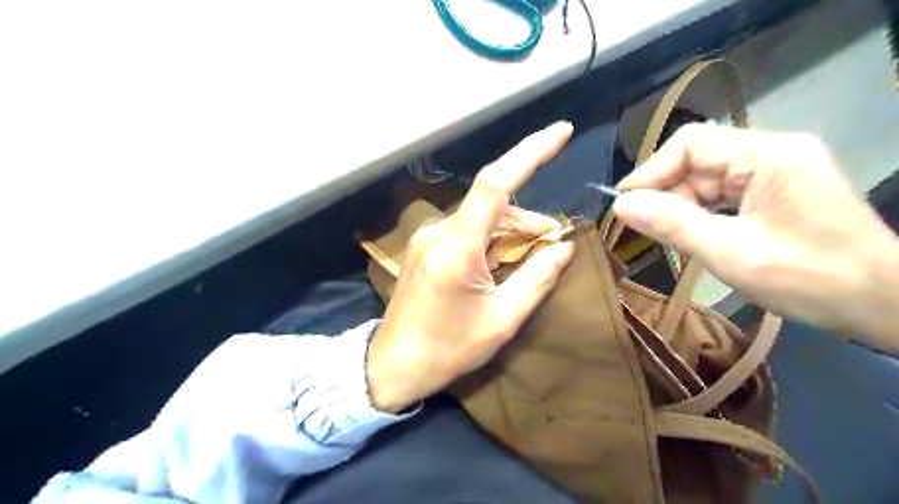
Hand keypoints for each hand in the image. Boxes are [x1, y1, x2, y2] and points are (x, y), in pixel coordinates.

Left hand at [366, 122, 575, 412]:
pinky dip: (492, 239)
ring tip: (533, 257)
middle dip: (529, 220)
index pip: (495, 183)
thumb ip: (537, 278)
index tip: (562, 131)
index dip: (530, 152)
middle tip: (555, 245)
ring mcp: (428, 238)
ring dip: (511, 231)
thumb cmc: (447, 349)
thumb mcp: (502, 319)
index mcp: (457, 246)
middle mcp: (438, 231)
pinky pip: (467, 231)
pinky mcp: (425, 247)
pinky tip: (503, 261)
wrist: (392, 366)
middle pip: (493, 205)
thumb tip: (564, 246)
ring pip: (481, 218)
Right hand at [614, 121, 898, 350]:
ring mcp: (777, 169)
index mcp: (768, 156)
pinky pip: (724, 191)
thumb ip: (673, 225)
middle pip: (698, 159)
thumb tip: (621, 206)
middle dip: (666, 192)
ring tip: (666, 235)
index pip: (691, 143)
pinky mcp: (778, 188)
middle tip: (643, 227)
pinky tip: (693, 233)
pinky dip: (701, 211)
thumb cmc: (810, 280)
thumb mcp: (731, 254)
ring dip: (682, 204)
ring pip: (708, 177)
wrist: (885, 304)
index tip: (623, 204)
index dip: (651, 170)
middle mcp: (773, 151)